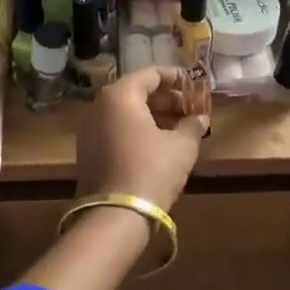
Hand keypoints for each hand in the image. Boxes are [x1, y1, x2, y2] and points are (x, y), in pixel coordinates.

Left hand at [75, 66, 205, 210]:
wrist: (115, 215)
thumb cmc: (151, 170)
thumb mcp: (182, 146)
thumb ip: (193, 125)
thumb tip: (201, 118)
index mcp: (120, 95)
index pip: (152, 74)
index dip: (178, 79)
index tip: (196, 88)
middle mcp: (100, 105)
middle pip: (138, 91)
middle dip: (167, 99)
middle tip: (192, 110)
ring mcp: (90, 128)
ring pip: (127, 111)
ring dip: (155, 115)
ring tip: (181, 128)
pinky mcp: (88, 150)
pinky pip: (117, 128)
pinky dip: (139, 129)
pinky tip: (161, 144)